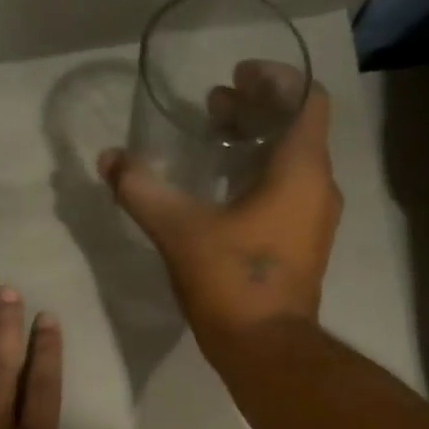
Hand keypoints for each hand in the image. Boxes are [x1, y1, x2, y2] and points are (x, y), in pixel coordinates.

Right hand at [98, 62, 342, 347]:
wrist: (266, 352)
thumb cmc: (232, 283)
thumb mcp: (179, 231)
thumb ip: (142, 190)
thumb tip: (109, 159)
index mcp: (301, 170)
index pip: (307, 98)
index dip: (275, 79)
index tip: (237, 76)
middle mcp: (319, 189)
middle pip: (297, 130)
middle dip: (255, 112)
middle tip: (213, 109)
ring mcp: (315, 223)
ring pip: (293, 165)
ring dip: (257, 148)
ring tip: (214, 146)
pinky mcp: (304, 250)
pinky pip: (289, 197)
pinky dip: (262, 181)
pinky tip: (224, 197)